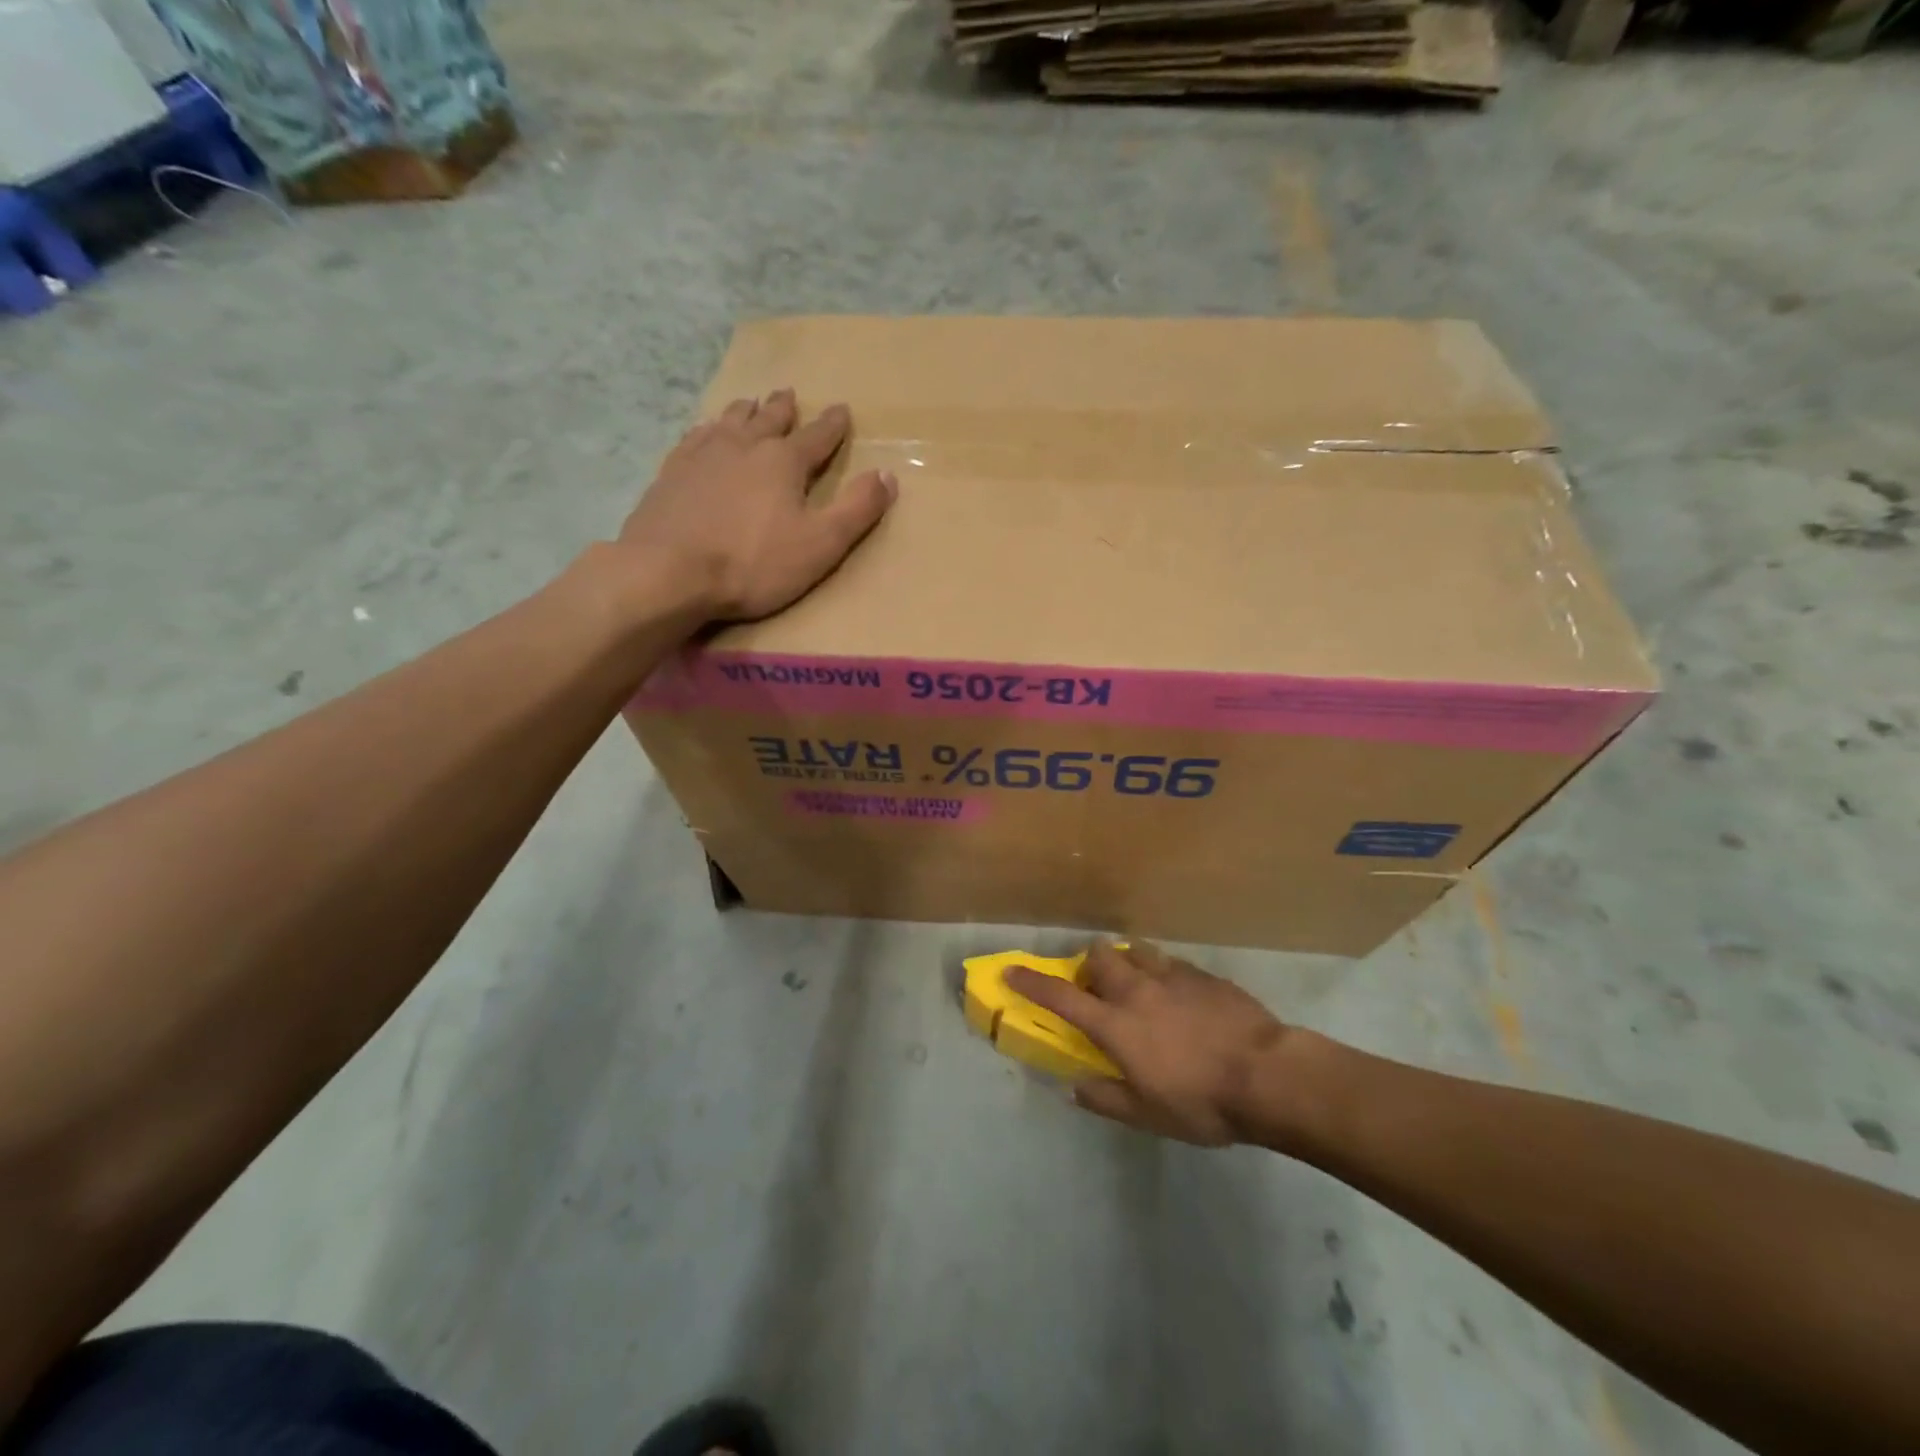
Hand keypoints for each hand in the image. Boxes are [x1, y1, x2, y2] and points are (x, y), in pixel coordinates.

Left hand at [620, 389, 896, 620]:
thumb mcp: (821, 544)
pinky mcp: (671, 472)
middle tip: (789, 394)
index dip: (833, 425)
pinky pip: (695, 437)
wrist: (668, 571)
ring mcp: (703, 455)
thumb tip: (888, 475)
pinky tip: (705, 431)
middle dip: (784, 409)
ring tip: (751, 403)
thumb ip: (857, 509)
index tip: (842, 410)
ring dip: (746, 411)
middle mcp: (744, 446)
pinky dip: (708, 429)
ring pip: (730, 421)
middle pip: (770, 420)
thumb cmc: (754, 563)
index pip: (817, 437)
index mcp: (784, 462)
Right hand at [1006, 943, 1290, 1146]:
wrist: (1269, 1075)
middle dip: (1090, 964)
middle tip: (1097, 987)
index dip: (1032, 983)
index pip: (1062, 998)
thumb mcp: (1148, 1115)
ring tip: (1137, 982)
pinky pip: (1172, 963)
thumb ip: (1106, 1098)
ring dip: (1127, 961)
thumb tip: (1074, 1087)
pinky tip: (1179, 994)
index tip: (1011, 971)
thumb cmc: (1202, 1102)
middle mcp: (1137, 991)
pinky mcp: (1203, 975)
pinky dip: (1163, 972)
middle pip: (1100, 958)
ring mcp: (1172, 977)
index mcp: (1116, 1025)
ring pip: (1136, 951)